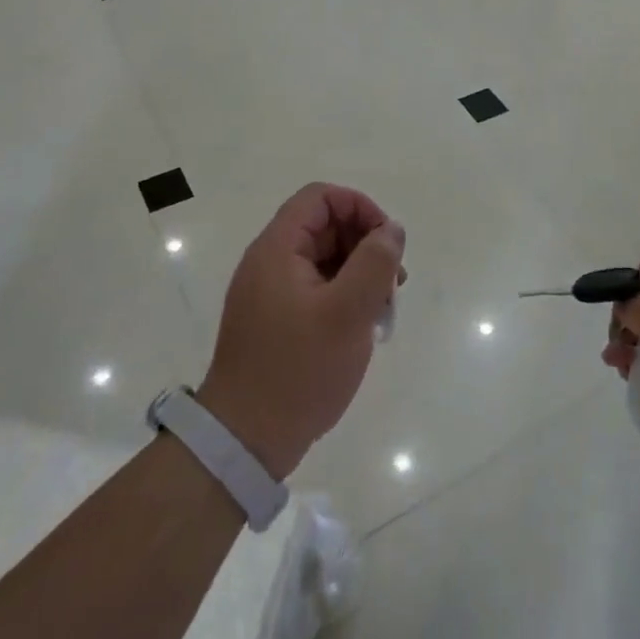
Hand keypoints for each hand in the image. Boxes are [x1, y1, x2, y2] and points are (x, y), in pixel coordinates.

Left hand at [197, 183, 405, 479]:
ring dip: (359, 274)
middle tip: (394, 283)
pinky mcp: (276, 321)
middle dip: (365, 245)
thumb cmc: (299, 370)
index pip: (321, 198)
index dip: (360, 208)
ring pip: (325, 260)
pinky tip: (363, 327)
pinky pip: (317, 290)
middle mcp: (270, 263)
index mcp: (277, 249)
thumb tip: (392, 229)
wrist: (246, 440)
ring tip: (383, 310)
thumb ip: (375, 262)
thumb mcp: (348, 312)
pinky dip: (344, 297)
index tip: (388, 244)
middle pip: (324, 227)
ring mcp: (271, 293)